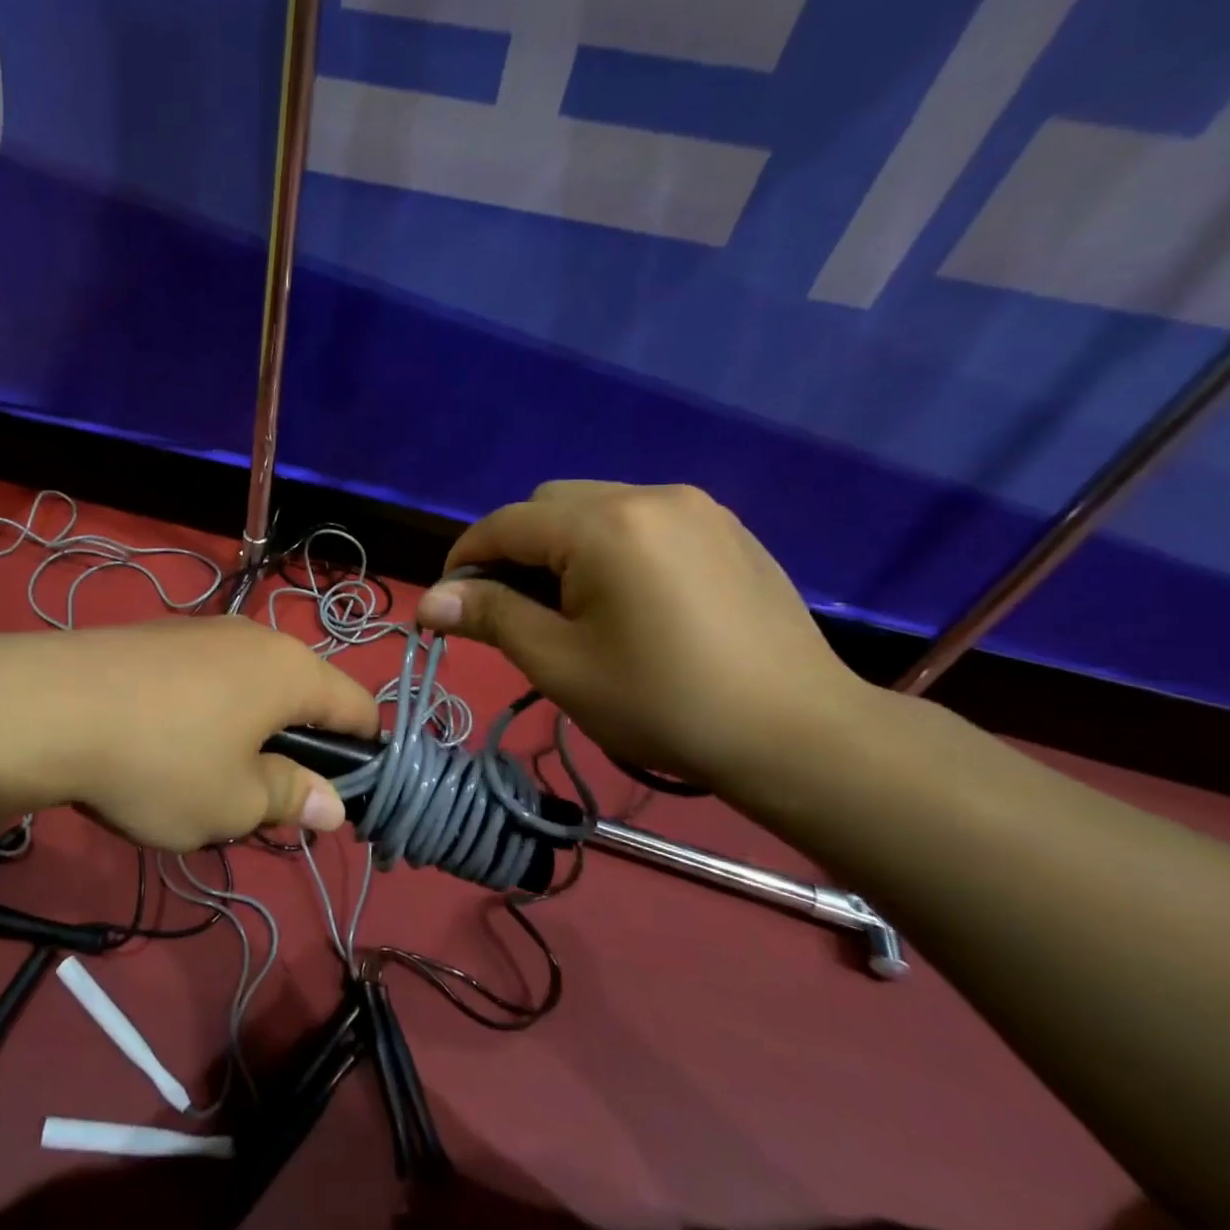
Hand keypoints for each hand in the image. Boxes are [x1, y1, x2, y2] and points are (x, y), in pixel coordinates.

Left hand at [0, 617, 380, 850]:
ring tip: (208, 774)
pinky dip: (207, 710)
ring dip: (249, 728)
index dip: (364, 753)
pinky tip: (165, 742)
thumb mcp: (234, 803)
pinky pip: (207, 676)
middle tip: (265, 797)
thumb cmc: (162, 761)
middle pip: (303, 693)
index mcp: (292, 671)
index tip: (346, 795)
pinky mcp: (160, 635)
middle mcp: (257, 638)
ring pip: (251, 685)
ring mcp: (205, 629)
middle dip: (296, 745)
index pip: (358, 707)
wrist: (49, 706)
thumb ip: (290, 799)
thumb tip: (333, 806)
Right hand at [416, 481, 874, 792]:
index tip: (450, 603)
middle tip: (513, 609)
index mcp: (605, 525)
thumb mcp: (560, 665)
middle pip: (549, 505)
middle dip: (515, 549)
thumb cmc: (664, 704)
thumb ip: (491, 618)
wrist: (800, 734)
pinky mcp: (726, 527)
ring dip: (562, 545)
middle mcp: (649, 494)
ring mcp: (695, 507)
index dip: (465, 558)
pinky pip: (641, 519)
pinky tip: (626, 598)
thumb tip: (428, 602)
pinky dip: (610, 545)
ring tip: (570, 605)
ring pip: (595, 506)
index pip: (506, 524)